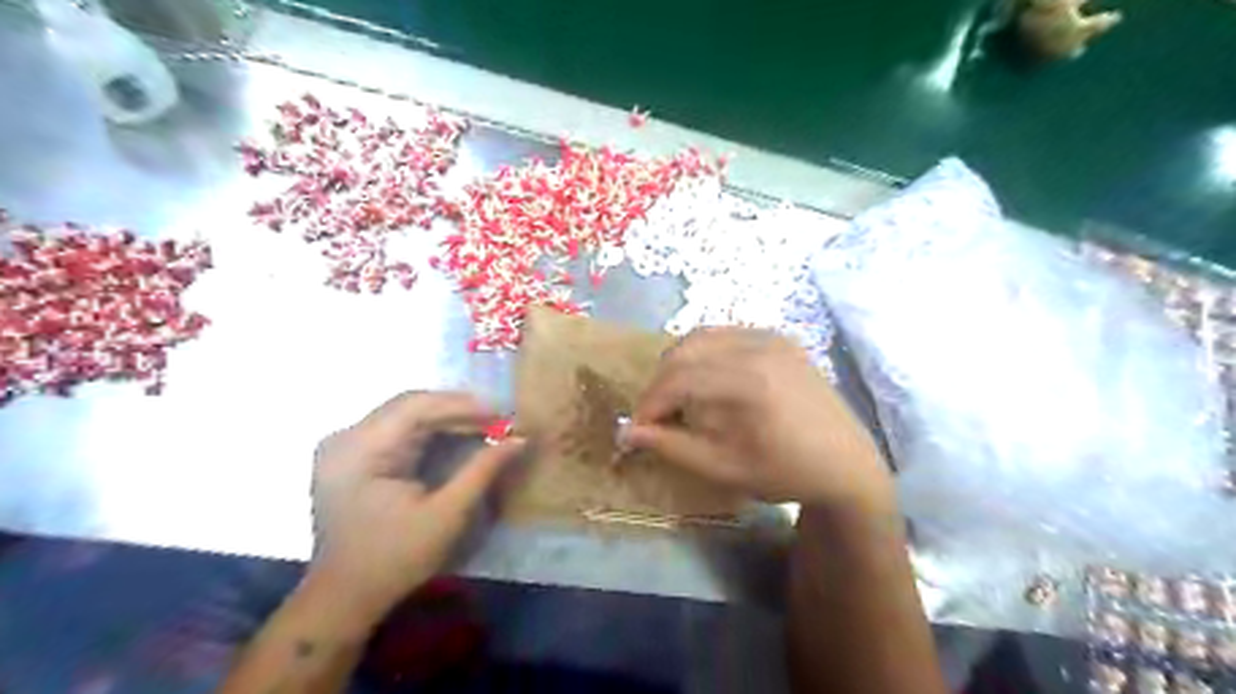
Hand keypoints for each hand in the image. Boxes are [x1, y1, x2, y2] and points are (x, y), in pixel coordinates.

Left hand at [312, 392, 521, 628]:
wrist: (345, 598)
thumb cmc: (395, 559)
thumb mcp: (447, 515)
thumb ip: (483, 470)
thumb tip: (520, 439)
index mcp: (359, 450)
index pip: (416, 406)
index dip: (462, 405)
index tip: (502, 413)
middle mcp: (346, 437)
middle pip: (410, 405)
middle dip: (458, 410)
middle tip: (500, 420)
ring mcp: (345, 445)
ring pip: (406, 414)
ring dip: (448, 418)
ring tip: (487, 426)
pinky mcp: (353, 455)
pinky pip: (398, 429)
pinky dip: (432, 431)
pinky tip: (459, 436)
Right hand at [630, 330, 893, 514]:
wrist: (846, 464)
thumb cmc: (785, 473)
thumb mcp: (722, 468)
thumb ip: (671, 446)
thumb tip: (626, 433)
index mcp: (748, 381)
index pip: (677, 379)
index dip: (649, 403)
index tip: (638, 429)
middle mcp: (759, 347)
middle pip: (685, 349)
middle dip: (661, 382)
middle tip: (657, 414)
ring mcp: (772, 337)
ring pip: (703, 336)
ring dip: (680, 364)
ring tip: (680, 398)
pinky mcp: (780, 337)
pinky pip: (727, 334)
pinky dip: (706, 354)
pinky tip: (709, 382)